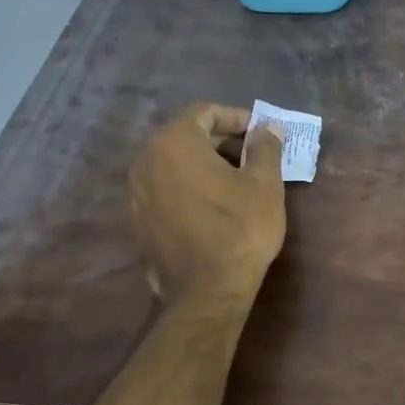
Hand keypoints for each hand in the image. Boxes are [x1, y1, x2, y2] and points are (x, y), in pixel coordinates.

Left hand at [130, 104, 285, 308]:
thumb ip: (265, 147)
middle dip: (220, 141)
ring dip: (204, 165)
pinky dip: (189, 188)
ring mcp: (137, 193)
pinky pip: (166, 191)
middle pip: (185, 137)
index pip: (204, 113)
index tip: (260, 132)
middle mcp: (146, 161)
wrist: (208, 291)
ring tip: (237, 181)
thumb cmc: (241, 229)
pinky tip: (215, 207)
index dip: (236, 117)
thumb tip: (267, 128)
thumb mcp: (265, 184)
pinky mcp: (139, 222)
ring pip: (174, 165)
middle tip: (253, 155)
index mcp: (174, 143)